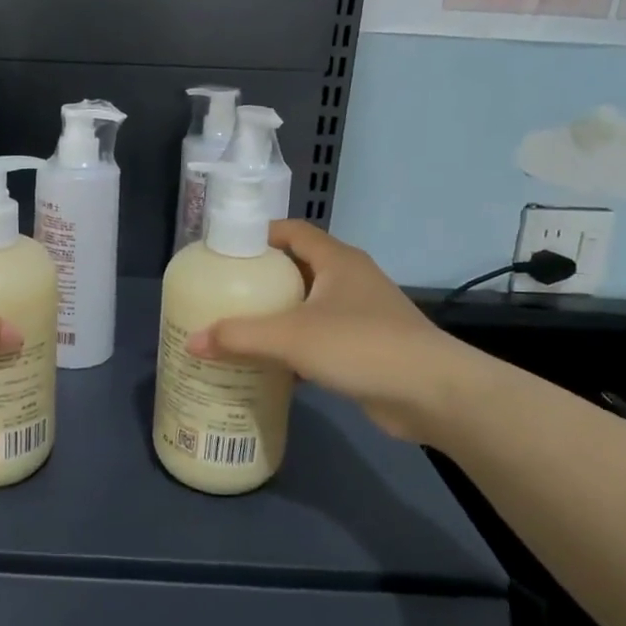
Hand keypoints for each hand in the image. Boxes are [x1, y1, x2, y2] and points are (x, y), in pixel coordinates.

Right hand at [186, 221, 475, 443]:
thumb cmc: (361, 345)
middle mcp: (350, 280)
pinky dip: (296, 346)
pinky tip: (271, 364)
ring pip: (309, 306)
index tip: (225, 250)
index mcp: (337, 260)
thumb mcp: (291, 337)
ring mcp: (362, 314)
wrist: (433, 394)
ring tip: (239, 327)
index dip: (259, 234)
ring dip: (279, 315)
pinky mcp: (367, 347)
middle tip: (224, 292)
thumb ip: (239, 337)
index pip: (293, 231)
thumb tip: (192, 343)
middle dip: (263, 279)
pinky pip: (321, 337)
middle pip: (298, 268)